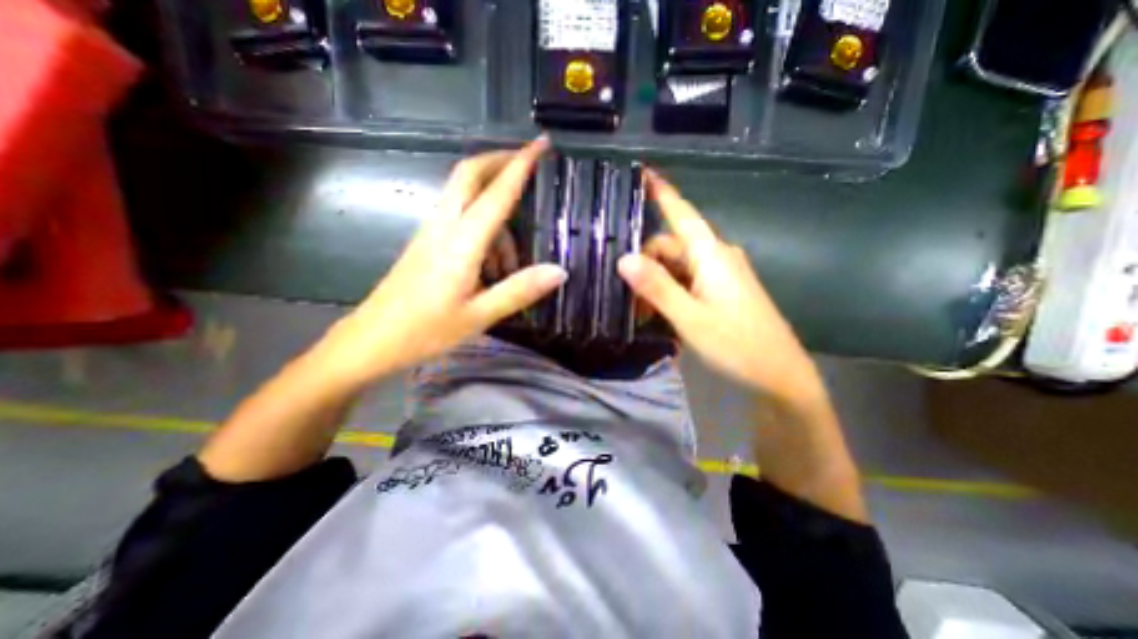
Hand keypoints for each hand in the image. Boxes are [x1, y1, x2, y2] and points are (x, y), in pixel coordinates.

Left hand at [314, 136, 562, 388]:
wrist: (371, 341)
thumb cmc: (425, 332)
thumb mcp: (478, 316)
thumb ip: (519, 290)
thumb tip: (560, 271)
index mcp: (461, 243)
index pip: (497, 193)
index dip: (521, 165)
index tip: (541, 143)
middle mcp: (444, 227)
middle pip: (469, 175)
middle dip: (499, 161)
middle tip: (528, 165)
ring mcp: (431, 233)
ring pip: (465, 199)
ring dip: (496, 214)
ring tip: (512, 264)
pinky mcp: (425, 243)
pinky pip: (459, 219)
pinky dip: (483, 230)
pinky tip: (491, 267)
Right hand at [620, 170, 822, 407]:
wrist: (779, 375)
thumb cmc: (737, 345)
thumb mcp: (689, 318)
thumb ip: (657, 287)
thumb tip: (624, 259)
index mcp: (711, 255)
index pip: (682, 214)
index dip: (662, 193)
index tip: (643, 172)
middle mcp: (717, 257)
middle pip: (671, 246)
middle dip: (645, 264)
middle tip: (625, 294)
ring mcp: (721, 274)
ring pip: (678, 266)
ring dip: (656, 282)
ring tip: (639, 310)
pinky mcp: (722, 290)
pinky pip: (688, 281)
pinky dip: (669, 291)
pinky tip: (658, 311)